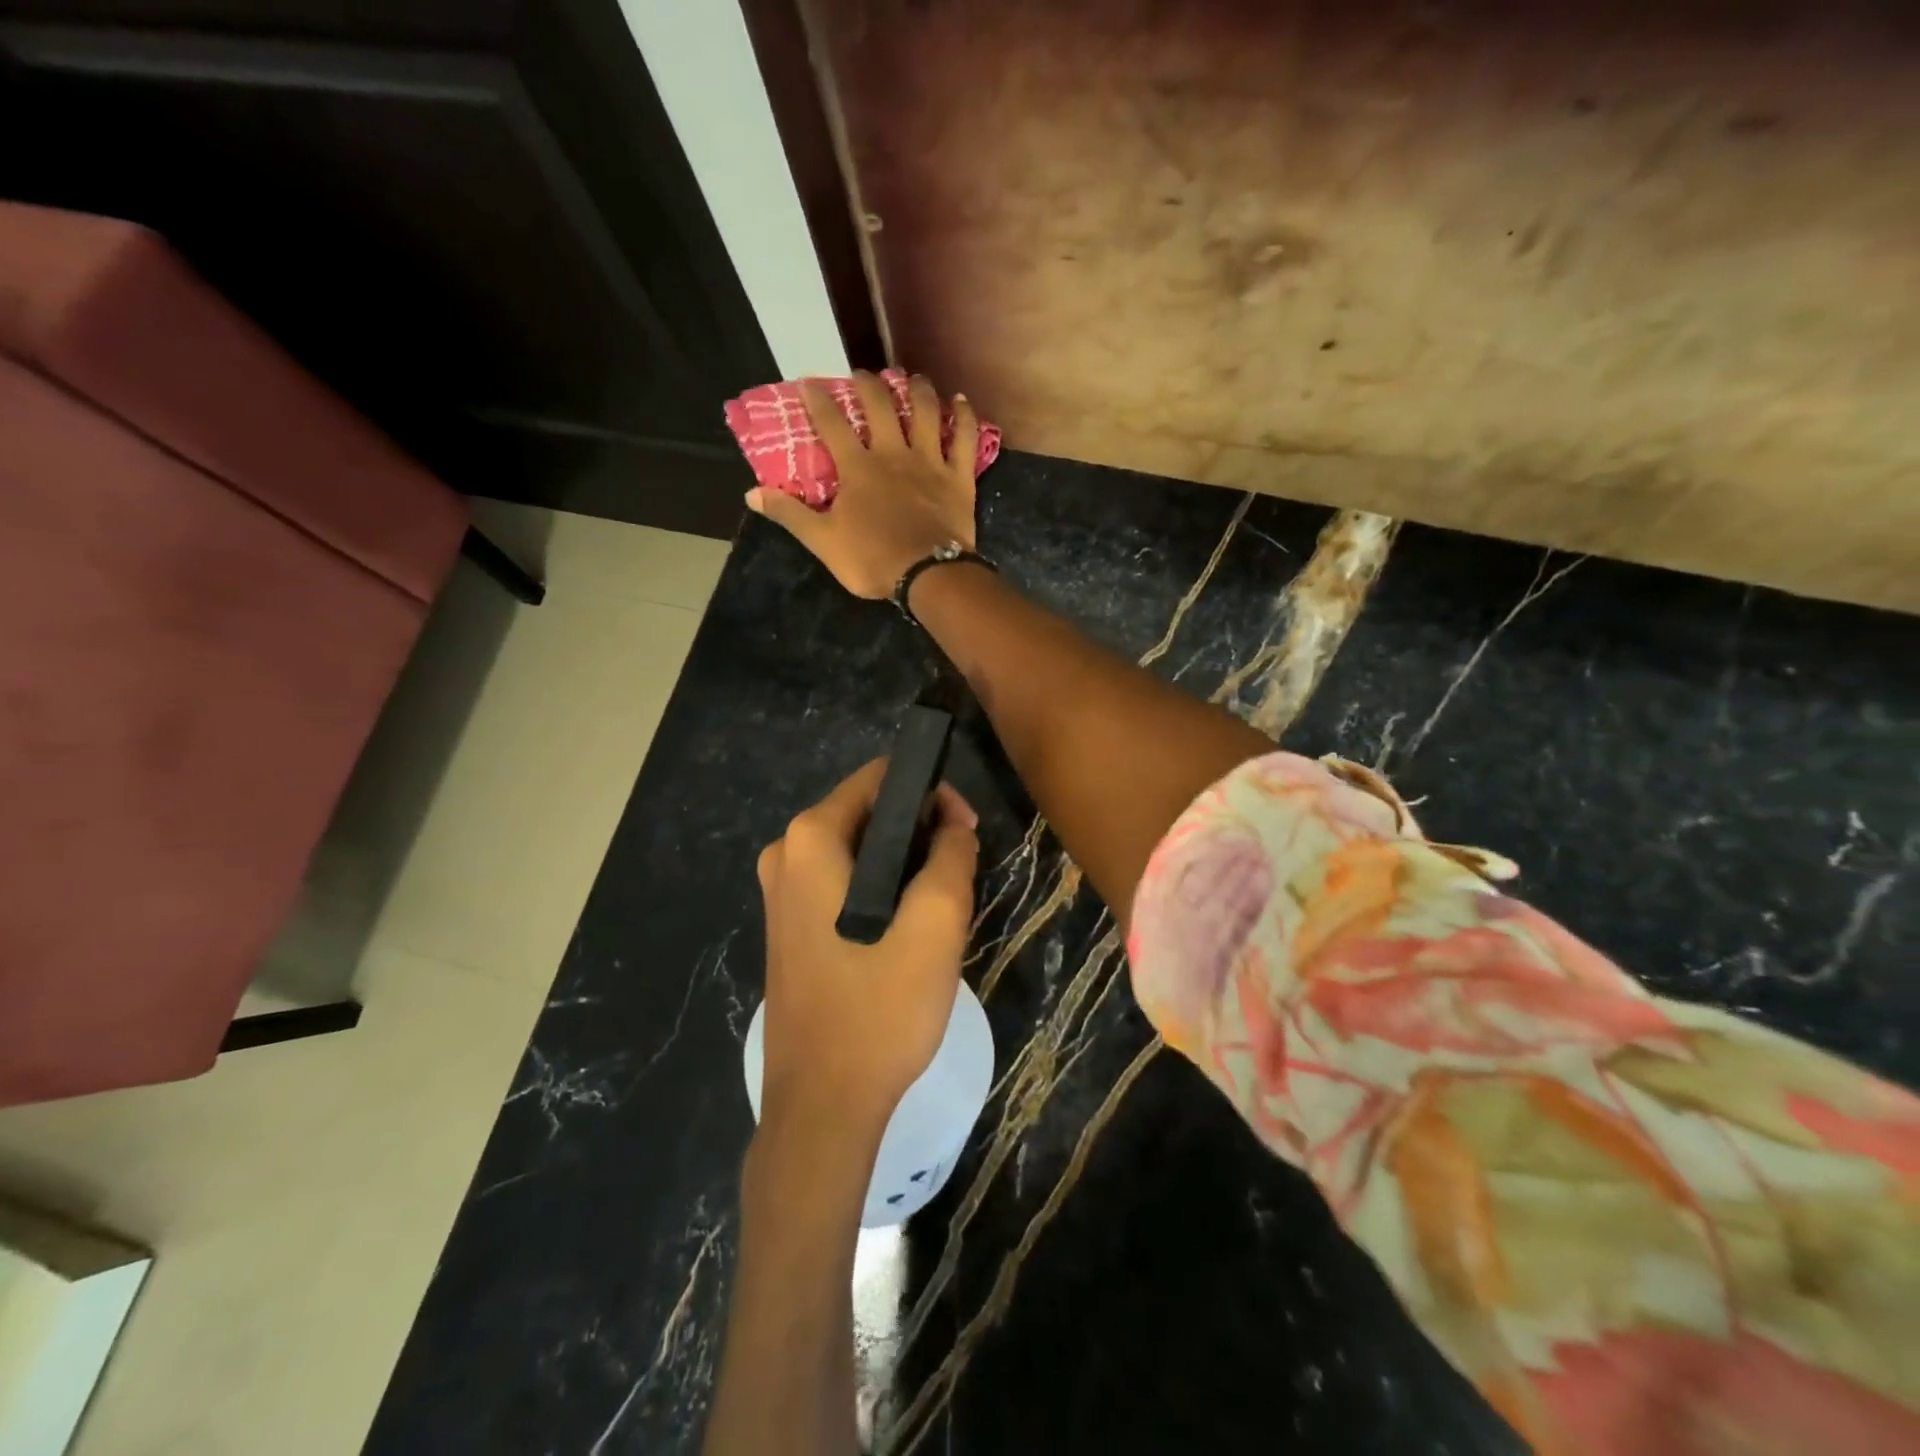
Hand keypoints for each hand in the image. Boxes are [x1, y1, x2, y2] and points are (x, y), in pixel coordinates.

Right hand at [746, 371, 978, 598]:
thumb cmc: (872, 560)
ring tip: (912, 379)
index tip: (810, 381)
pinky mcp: (959, 477)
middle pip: (880, 406)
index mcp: (858, 468)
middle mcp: (893, 454)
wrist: (928, 575)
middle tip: (863, 376)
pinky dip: (965, 417)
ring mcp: (929, 462)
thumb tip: (751, 493)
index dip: (818, 400)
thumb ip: (790, 514)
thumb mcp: (823, 541)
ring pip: (925, 411)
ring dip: (918, 390)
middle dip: (869, 385)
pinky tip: (962, 402)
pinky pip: (965, 439)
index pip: (832, 424)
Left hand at [755, 759, 979, 1135]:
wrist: (822, 1107)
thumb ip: (952, 857)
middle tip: (960, 878)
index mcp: (810, 840)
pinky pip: (844, 884)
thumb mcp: (935, 925)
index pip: (881, 778)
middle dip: (921, 833)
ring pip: (860, 852)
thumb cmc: (879, 1009)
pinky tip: (907, 933)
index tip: (966, 833)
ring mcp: (781, 892)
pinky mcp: (788, 926)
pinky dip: (881, 891)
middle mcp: (786, 854)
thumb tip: (954, 826)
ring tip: (941, 909)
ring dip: (905, 867)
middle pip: (869, 814)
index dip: (932, 794)